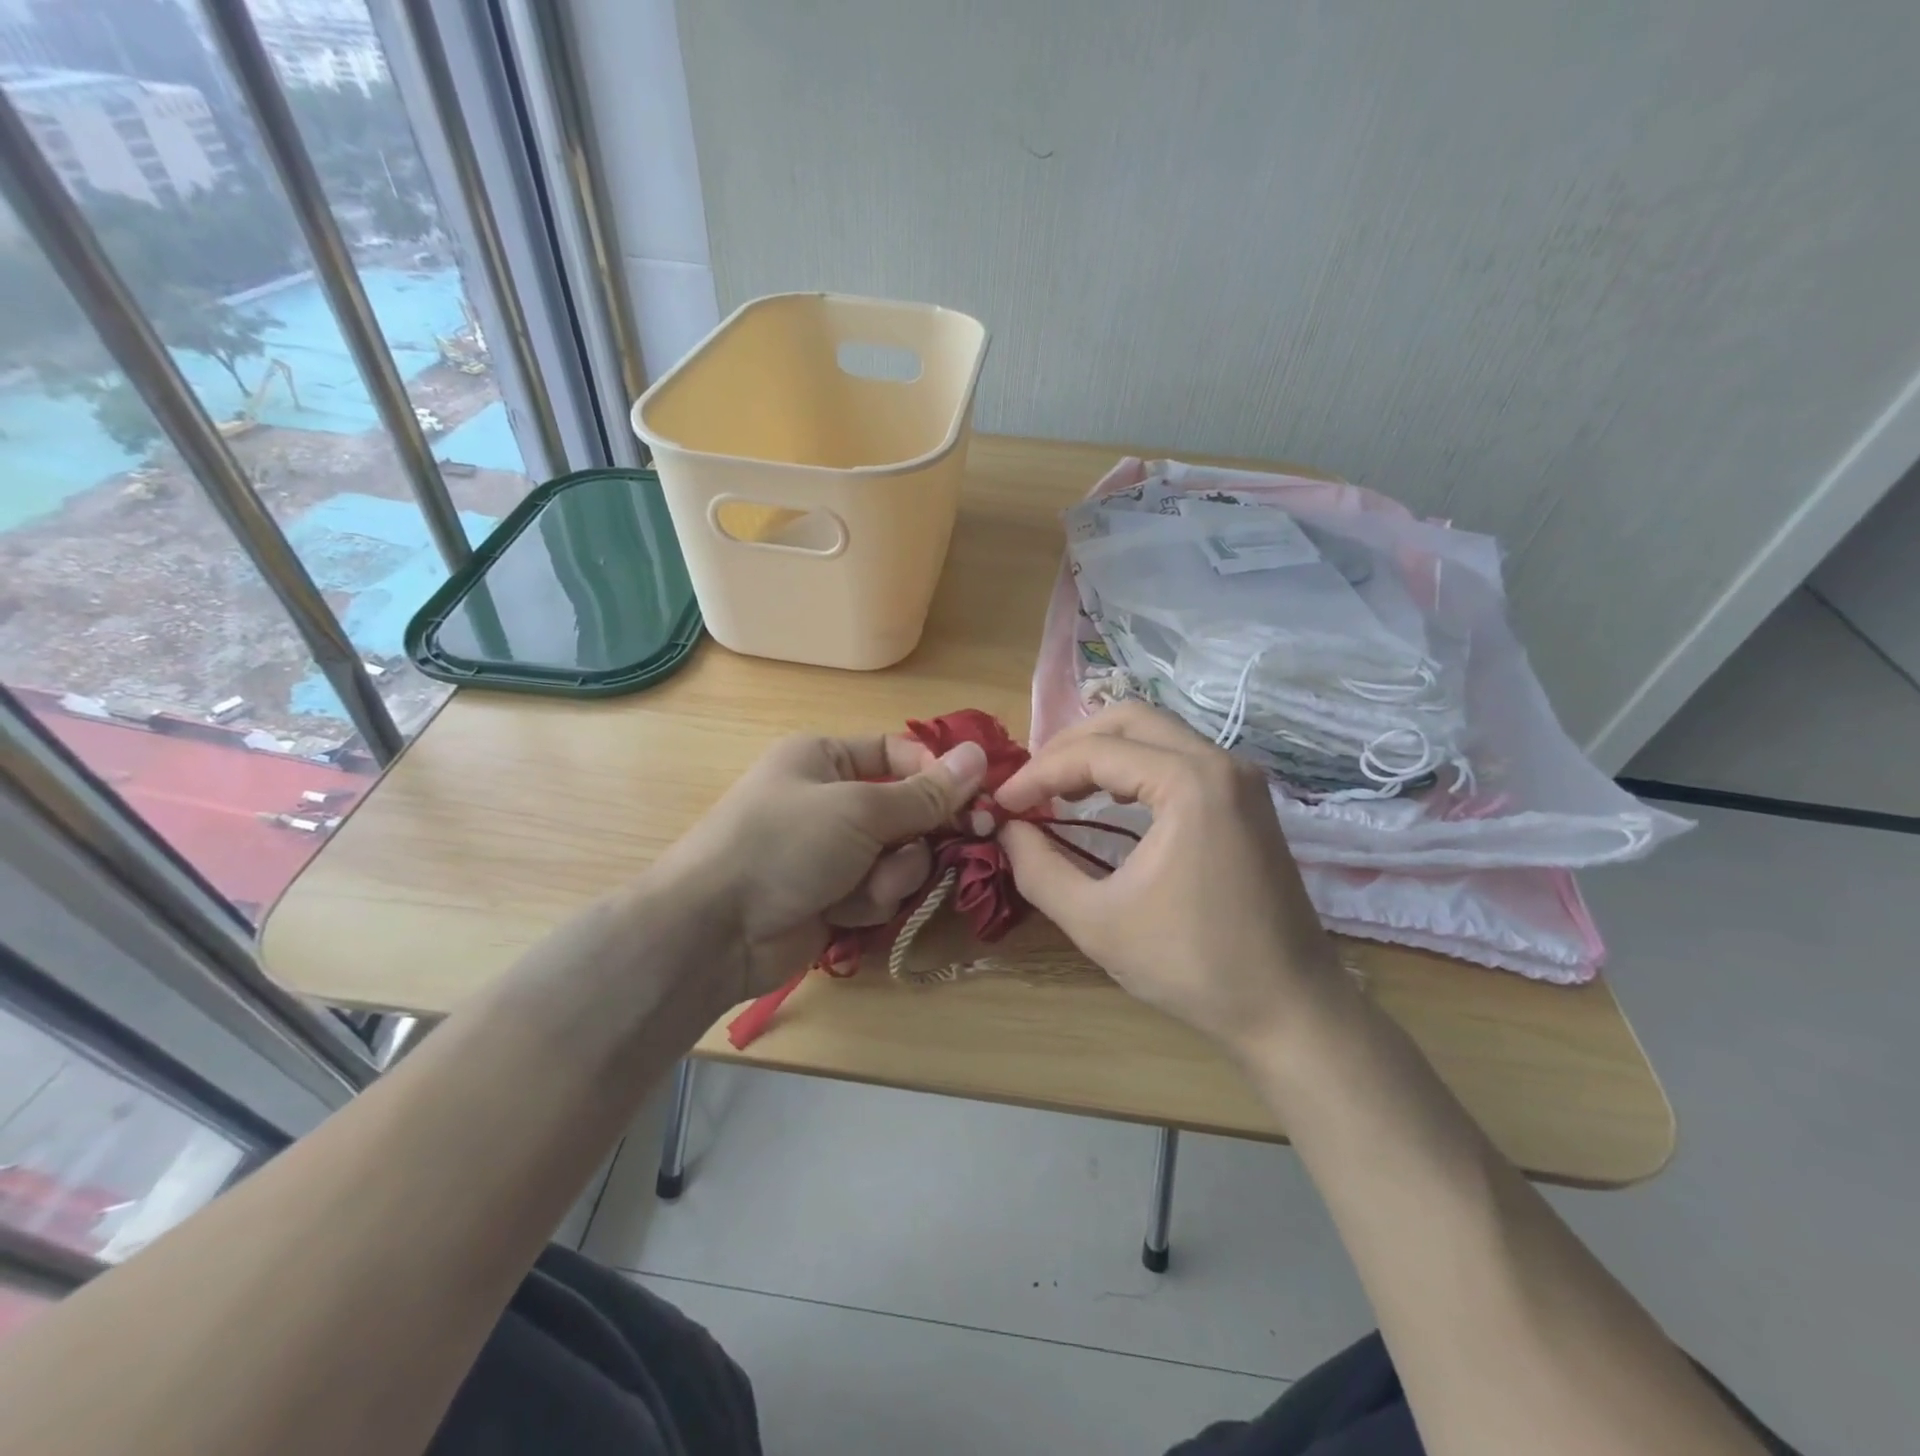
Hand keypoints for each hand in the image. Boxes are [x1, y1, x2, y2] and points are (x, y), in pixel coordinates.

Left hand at [655, 732, 987, 1002]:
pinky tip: (845, 910)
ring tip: (865, 886)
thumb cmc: (783, 845)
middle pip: (907, 810)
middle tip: (950, 843)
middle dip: (918, 835)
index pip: (899, 754)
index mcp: (825, 758)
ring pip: (899, 856)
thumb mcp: (858, 810)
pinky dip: (870, 901)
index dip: (939, 775)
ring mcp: (832, 851)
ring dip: (892, 874)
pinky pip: (879, 890)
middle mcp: (831, 799)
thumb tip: (980, 756)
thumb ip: (925, 793)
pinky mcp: (834, 895)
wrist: (714, 930)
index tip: (977, 800)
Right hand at [994, 703, 1349, 1057]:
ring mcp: (1240, 778)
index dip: (1039, 773)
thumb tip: (1007, 829)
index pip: (1095, 753)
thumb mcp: (1096, 921)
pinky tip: (1109, 797)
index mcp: (1189, 783)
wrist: (1290, 1009)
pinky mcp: (1247, 799)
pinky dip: (1136, 766)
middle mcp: (1220, 762)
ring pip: (1157, 733)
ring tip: (1060, 788)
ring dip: (1103, 751)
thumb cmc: (1192, 966)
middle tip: (1031, 782)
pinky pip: (1180, 757)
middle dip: (1071, 745)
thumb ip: (1039, 869)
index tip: (1002, 802)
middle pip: (1129, 720)